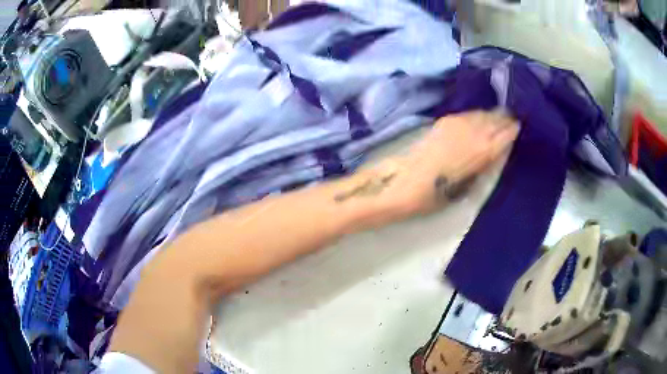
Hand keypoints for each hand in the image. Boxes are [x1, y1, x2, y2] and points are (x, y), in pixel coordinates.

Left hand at [362, 110, 518, 223]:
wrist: (403, 183)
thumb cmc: (436, 196)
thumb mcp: (467, 186)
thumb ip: (483, 166)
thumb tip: (495, 153)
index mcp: (482, 151)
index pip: (505, 133)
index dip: (515, 129)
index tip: (523, 127)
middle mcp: (472, 132)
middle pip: (495, 119)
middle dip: (506, 119)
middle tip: (515, 120)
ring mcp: (456, 123)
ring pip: (482, 114)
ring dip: (493, 115)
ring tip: (501, 118)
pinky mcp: (444, 121)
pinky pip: (468, 114)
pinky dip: (478, 116)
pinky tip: (480, 119)